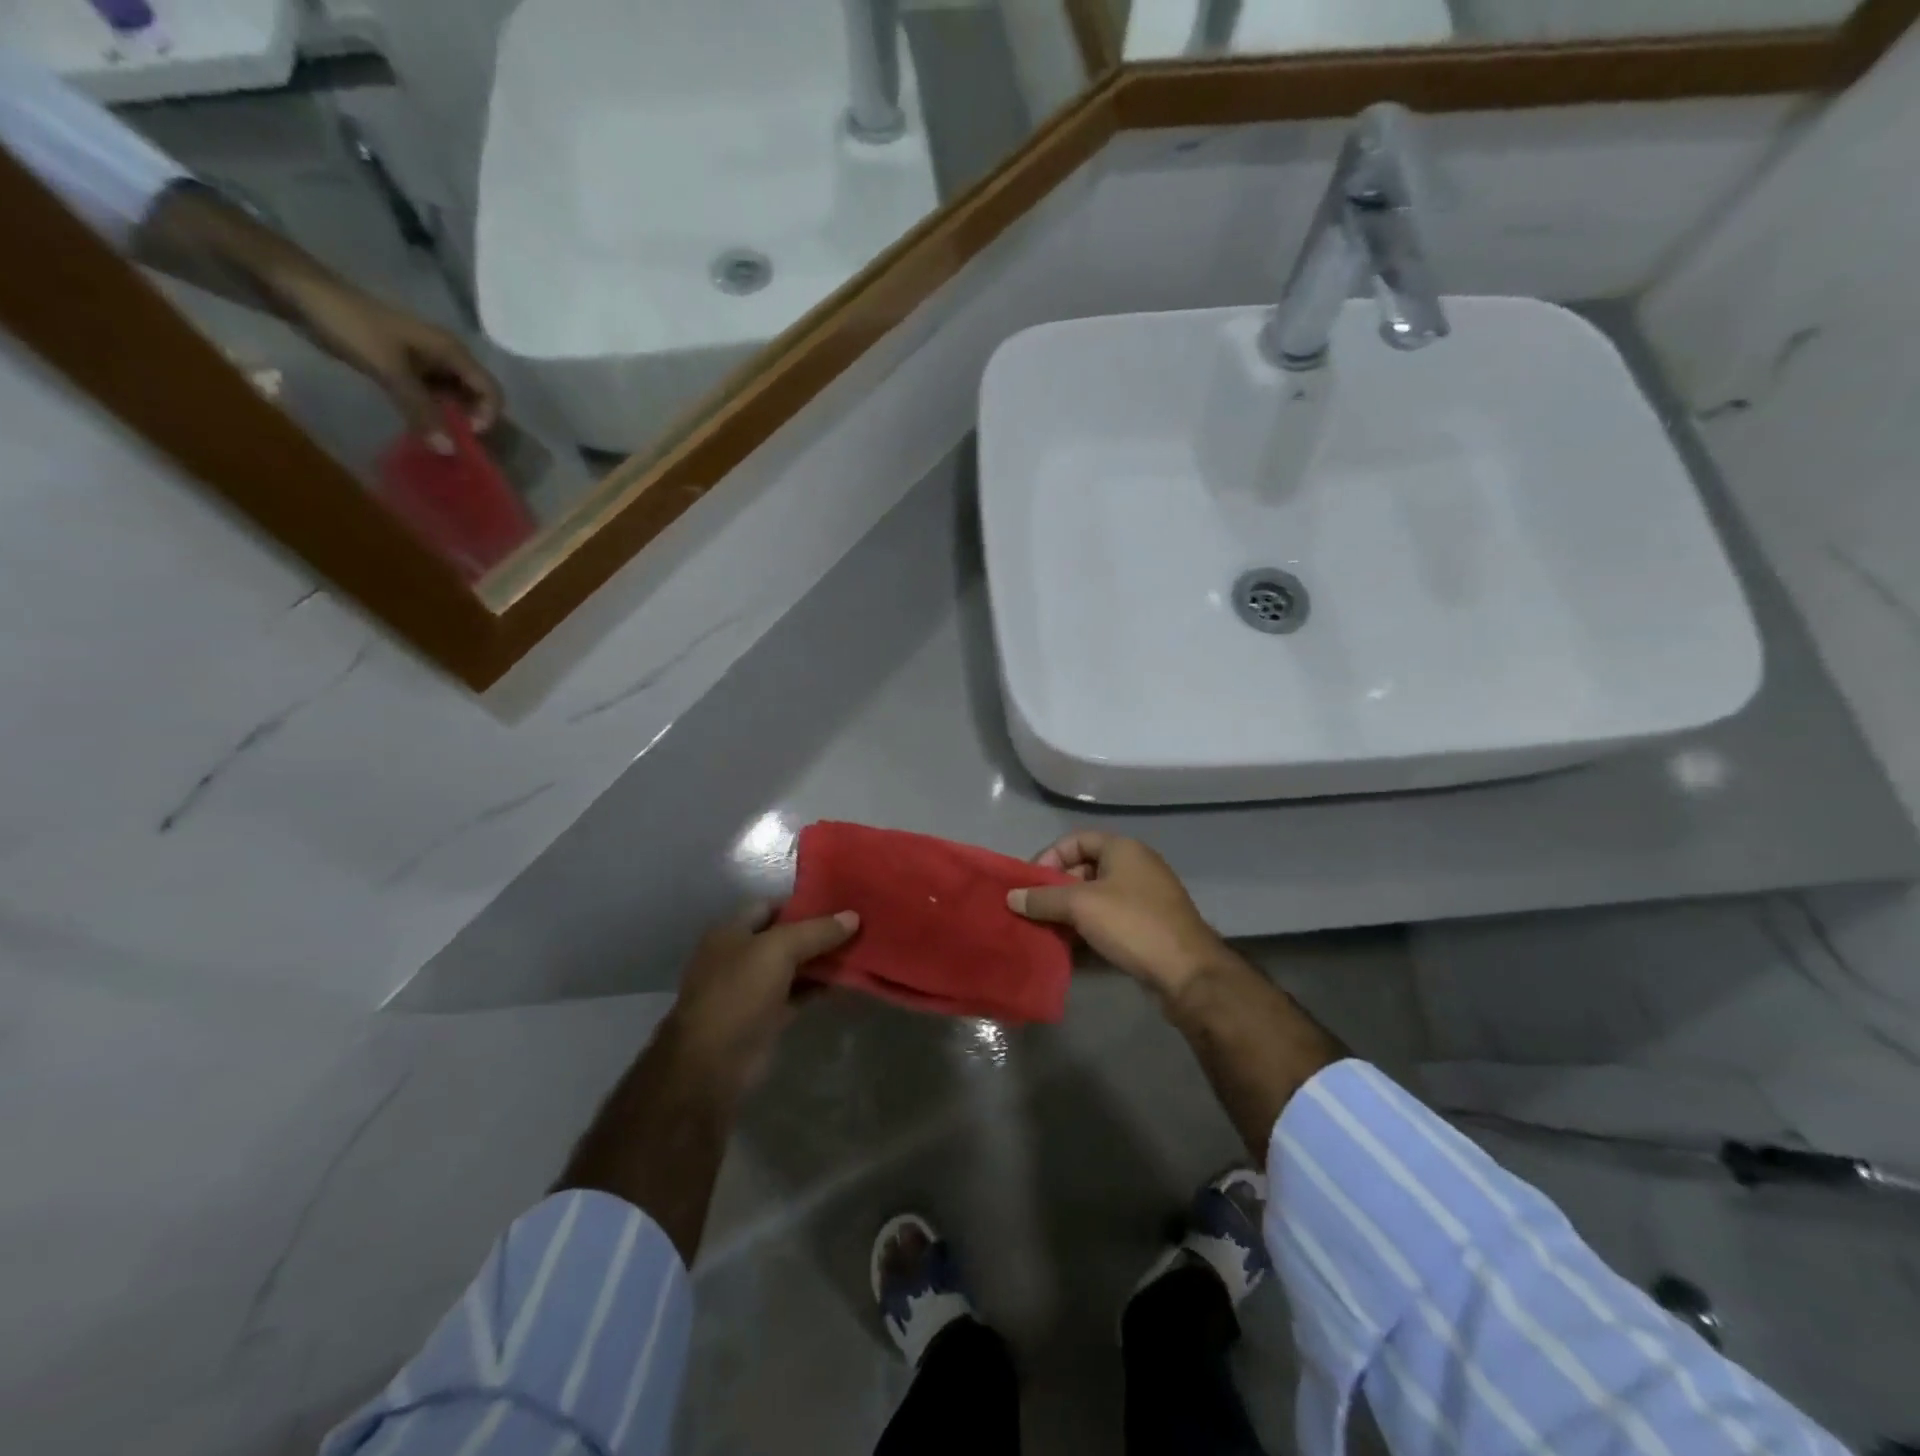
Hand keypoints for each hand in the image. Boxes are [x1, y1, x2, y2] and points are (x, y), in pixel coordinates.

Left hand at [286, 277, 502, 450]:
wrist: (299, 290)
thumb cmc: (350, 324)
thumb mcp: (389, 370)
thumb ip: (421, 410)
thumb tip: (449, 451)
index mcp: (452, 351)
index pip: (491, 391)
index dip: (486, 416)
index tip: (463, 433)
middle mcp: (446, 356)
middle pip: (475, 395)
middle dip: (469, 421)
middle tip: (449, 441)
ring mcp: (425, 360)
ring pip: (452, 396)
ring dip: (447, 418)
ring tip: (432, 437)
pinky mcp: (405, 364)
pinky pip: (430, 393)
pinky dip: (428, 411)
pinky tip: (415, 422)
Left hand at [660, 905, 858, 1101]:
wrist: (713, 1064)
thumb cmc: (739, 993)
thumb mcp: (779, 950)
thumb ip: (816, 931)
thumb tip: (853, 916)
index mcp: (731, 931)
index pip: (770, 905)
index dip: (802, 901)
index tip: (839, 900)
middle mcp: (740, 955)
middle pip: (784, 936)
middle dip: (818, 931)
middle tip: (857, 923)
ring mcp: (752, 988)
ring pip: (794, 965)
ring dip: (822, 959)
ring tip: (859, 948)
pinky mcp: (766, 1016)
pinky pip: (798, 993)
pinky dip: (819, 986)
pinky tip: (846, 980)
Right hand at [1008, 832, 1230, 1003]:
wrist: (1188, 972)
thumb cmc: (1132, 924)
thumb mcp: (1081, 906)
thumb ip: (1043, 898)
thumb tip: (1011, 897)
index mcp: (1123, 849)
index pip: (1076, 840)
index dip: (1050, 857)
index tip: (1031, 884)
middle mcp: (1136, 866)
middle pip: (1085, 869)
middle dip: (1057, 888)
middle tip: (1036, 911)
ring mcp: (1145, 898)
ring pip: (1097, 897)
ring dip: (1071, 912)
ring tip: (1049, 932)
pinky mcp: (1149, 926)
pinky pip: (1110, 919)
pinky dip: (1089, 929)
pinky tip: (1072, 948)